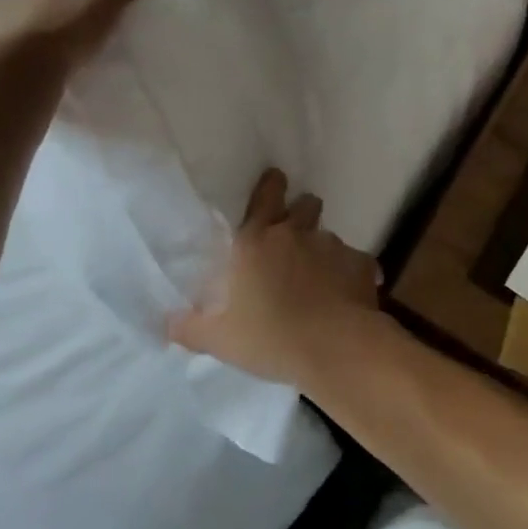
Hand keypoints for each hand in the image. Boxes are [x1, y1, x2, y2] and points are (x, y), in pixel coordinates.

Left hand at [0, 0, 149, 69]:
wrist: (29, 72)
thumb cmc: (62, 30)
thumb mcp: (99, 7)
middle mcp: (3, 21)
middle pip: (0, 20)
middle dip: (10, 24)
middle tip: (25, 33)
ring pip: (2, 47)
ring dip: (15, 52)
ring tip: (34, 63)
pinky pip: (10, 75)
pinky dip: (19, 77)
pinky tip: (34, 86)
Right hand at [170, 169, 382, 386]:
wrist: (334, 350)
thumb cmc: (270, 339)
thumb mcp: (219, 339)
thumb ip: (190, 327)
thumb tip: (165, 324)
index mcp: (256, 241)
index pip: (265, 196)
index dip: (271, 185)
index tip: (276, 178)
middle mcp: (295, 234)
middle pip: (305, 204)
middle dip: (302, 210)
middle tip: (296, 230)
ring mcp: (332, 247)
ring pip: (329, 235)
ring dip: (323, 248)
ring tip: (321, 274)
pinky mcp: (362, 265)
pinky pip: (357, 263)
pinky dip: (352, 274)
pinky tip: (348, 294)